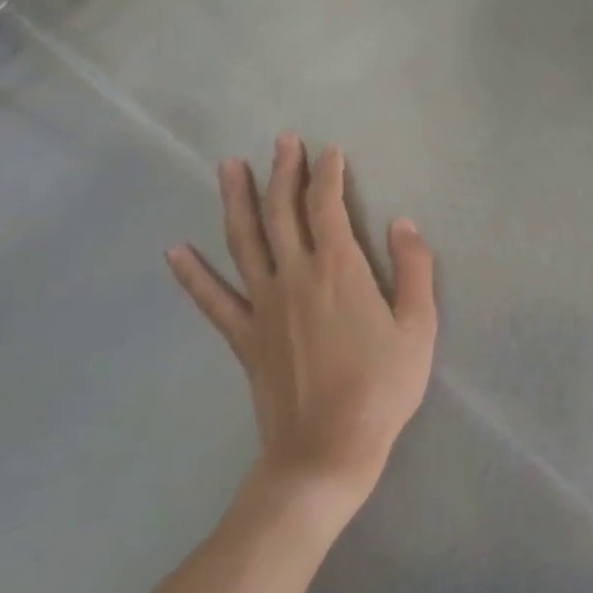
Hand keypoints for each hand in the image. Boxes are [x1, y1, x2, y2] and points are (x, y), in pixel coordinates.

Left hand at [166, 134, 435, 515]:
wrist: (327, 451)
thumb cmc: (382, 387)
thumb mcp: (418, 326)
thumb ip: (413, 269)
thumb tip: (403, 223)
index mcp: (340, 269)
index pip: (328, 206)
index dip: (328, 174)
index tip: (330, 150)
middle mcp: (296, 276)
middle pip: (284, 212)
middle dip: (284, 172)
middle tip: (283, 140)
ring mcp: (263, 306)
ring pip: (245, 241)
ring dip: (237, 200)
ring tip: (229, 166)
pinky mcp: (244, 338)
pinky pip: (212, 300)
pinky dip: (192, 274)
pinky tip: (174, 251)